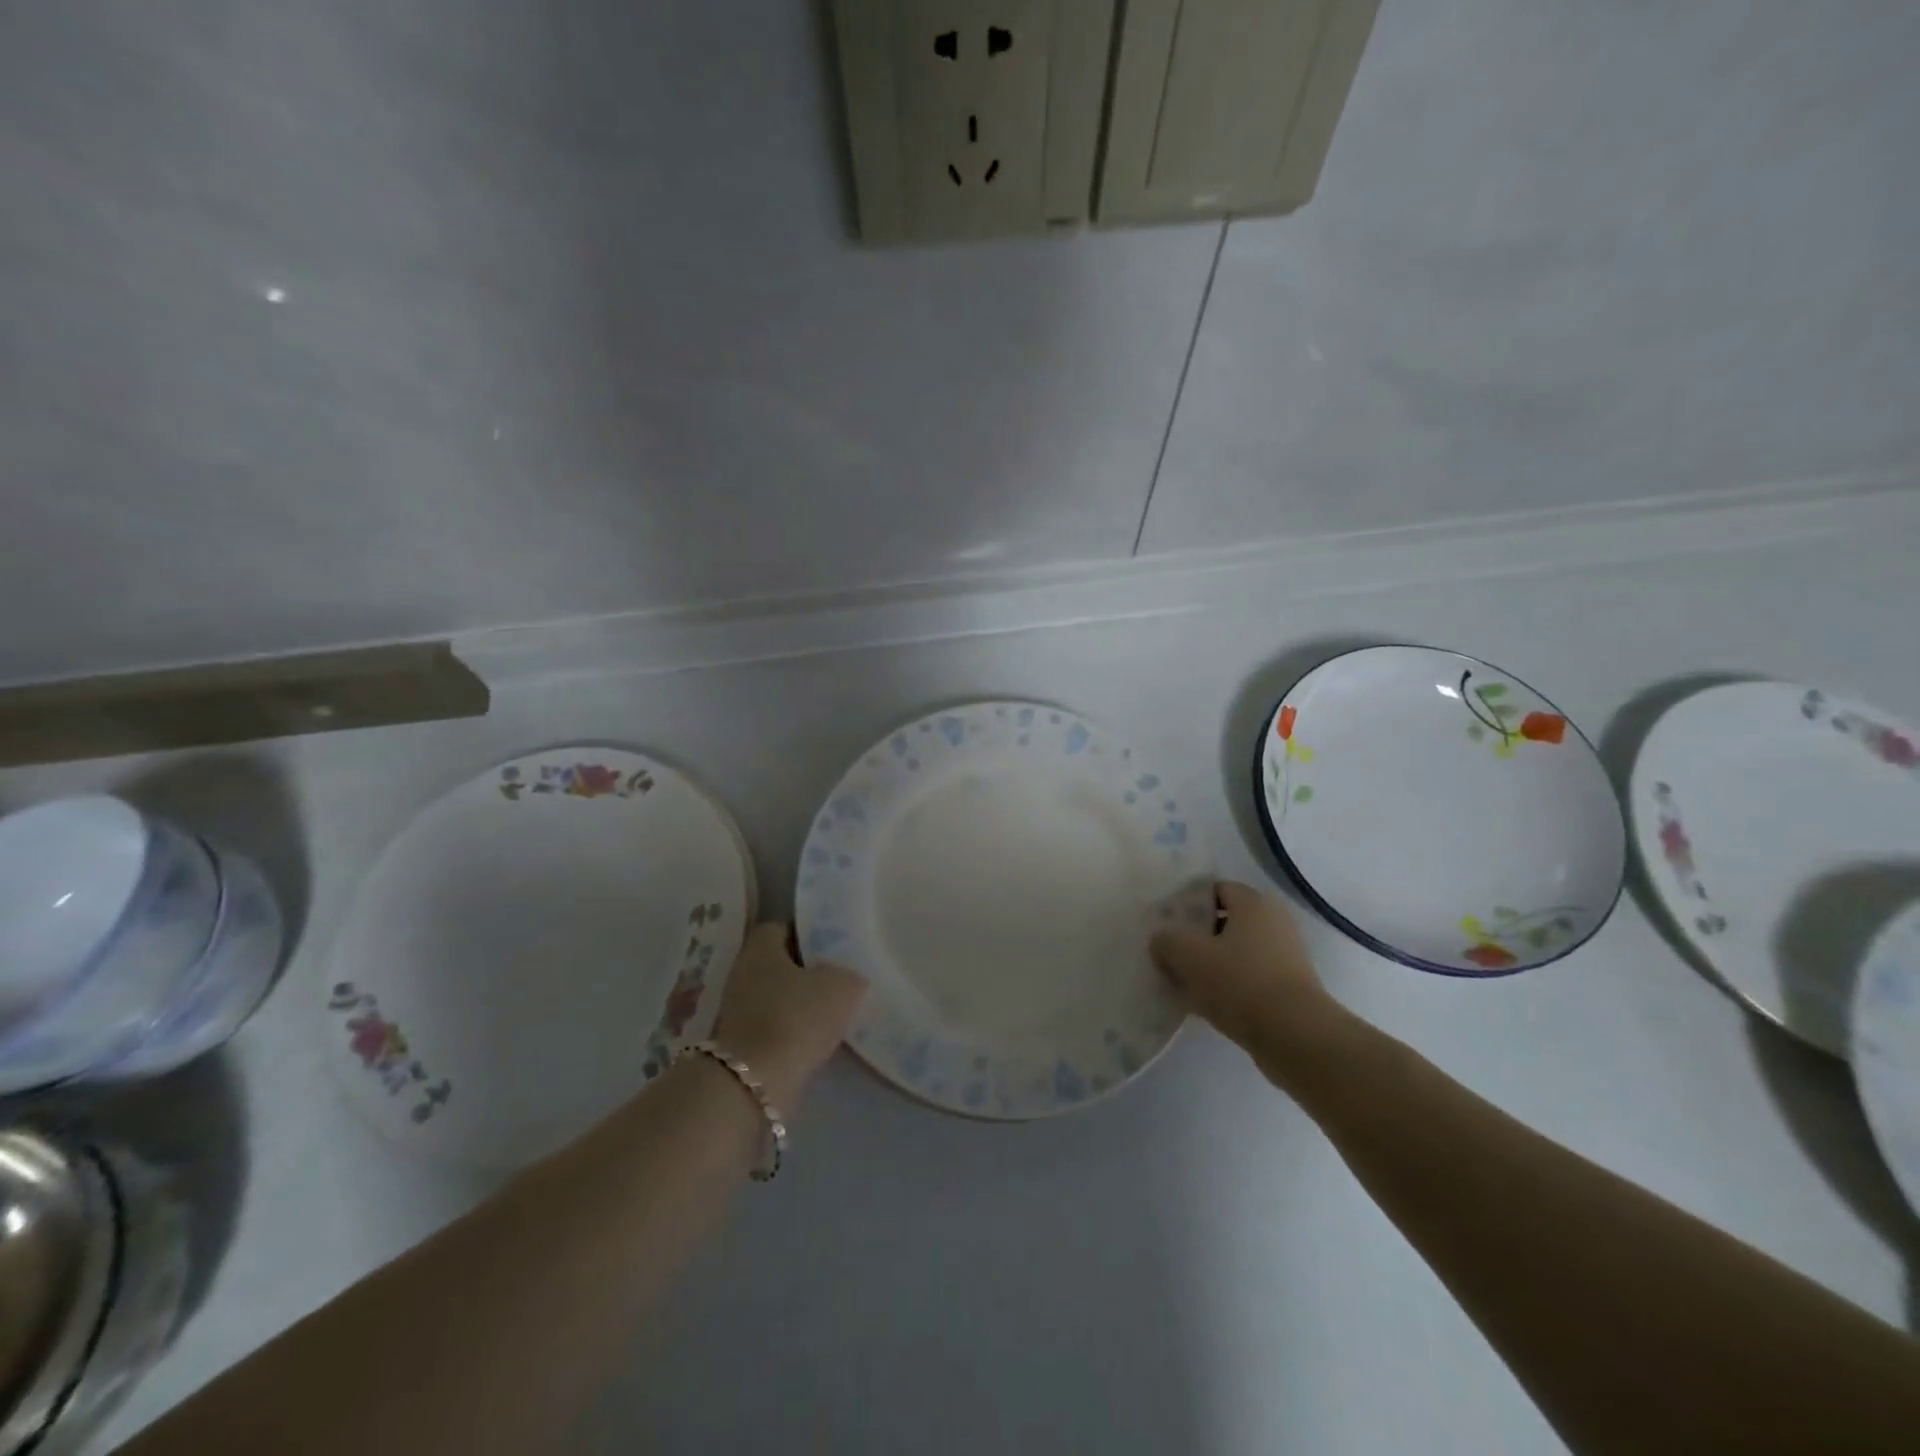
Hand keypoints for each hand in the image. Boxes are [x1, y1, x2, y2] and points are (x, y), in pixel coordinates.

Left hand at [711, 923, 865, 1111]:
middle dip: (801, 970)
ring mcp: (734, 1011)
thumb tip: (844, 977)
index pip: (779, 928)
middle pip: (775, 963)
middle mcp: (741, 973)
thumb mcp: (841, 986)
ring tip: (827, 1011)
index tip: (829, 945)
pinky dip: (788, 1030)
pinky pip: (769, 1026)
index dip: (804, 933)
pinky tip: (811, 1039)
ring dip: (794, 1003)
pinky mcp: (737, 1045)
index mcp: (760, 949)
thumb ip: (846, 974)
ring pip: (772, 996)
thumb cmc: (797, 1017)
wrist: (756, 1082)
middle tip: (833, 977)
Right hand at [1149, 881, 1346, 1060]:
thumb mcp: (1187, 955)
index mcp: (1253, 903)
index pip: (1214, 889)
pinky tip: (1204, 1006)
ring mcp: (1285, 958)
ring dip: (1210, 966)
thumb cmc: (1240, 982)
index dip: (1187, 903)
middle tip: (1169, 953)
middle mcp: (1274, 923)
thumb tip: (1162, 940)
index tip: (1166, 922)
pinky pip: (1247, 981)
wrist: (1295, 1037)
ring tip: (1182, 983)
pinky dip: (1227, 989)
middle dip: (1196, 937)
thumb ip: (1166, 940)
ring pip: (1234, 954)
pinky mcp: (1288, 991)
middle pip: (1224, 923)